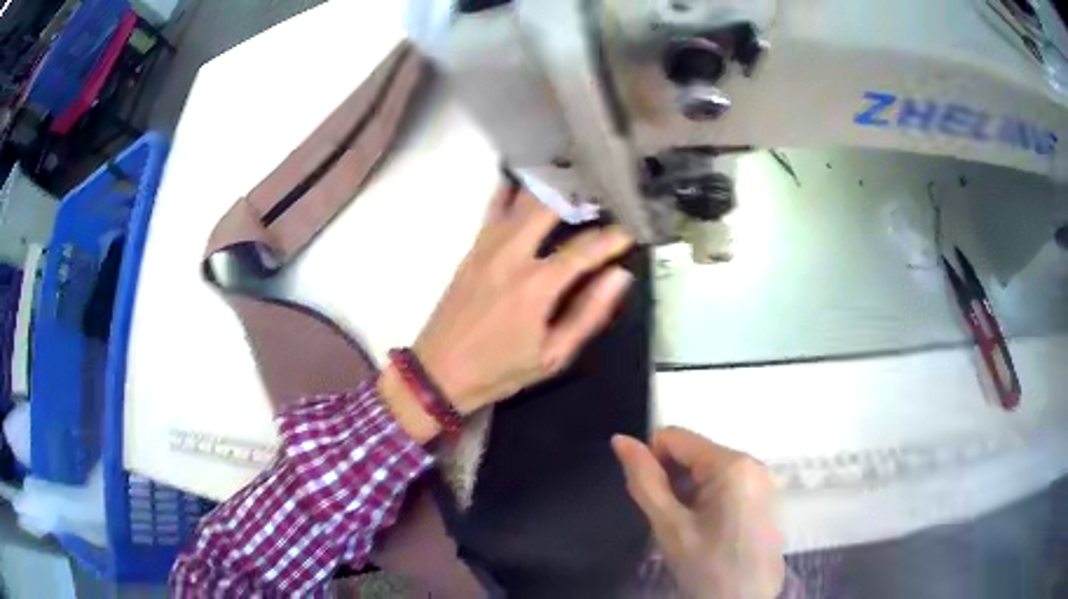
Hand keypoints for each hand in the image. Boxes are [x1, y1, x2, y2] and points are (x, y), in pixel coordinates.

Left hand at [381, 184, 634, 439]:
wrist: (438, 372)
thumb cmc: (500, 370)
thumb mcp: (553, 356)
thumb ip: (588, 314)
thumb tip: (619, 277)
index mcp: (537, 285)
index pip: (585, 249)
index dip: (613, 237)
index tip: (633, 227)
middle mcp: (512, 256)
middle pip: (549, 206)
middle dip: (579, 191)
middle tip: (603, 186)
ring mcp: (487, 248)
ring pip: (520, 201)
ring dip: (548, 185)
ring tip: (572, 174)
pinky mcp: (472, 249)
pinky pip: (493, 209)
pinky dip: (510, 191)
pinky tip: (523, 179)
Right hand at [613, 428, 784, 598]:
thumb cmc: (708, 567)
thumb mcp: (670, 526)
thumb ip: (644, 481)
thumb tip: (620, 440)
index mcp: (732, 464)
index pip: (675, 437)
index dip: (651, 462)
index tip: (652, 500)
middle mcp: (753, 462)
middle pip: (694, 453)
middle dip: (672, 480)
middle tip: (670, 520)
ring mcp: (762, 480)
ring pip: (707, 469)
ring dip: (687, 492)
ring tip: (688, 529)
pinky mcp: (764, 496)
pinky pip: (725, 483)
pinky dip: (705, 500)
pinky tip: (705, 530)